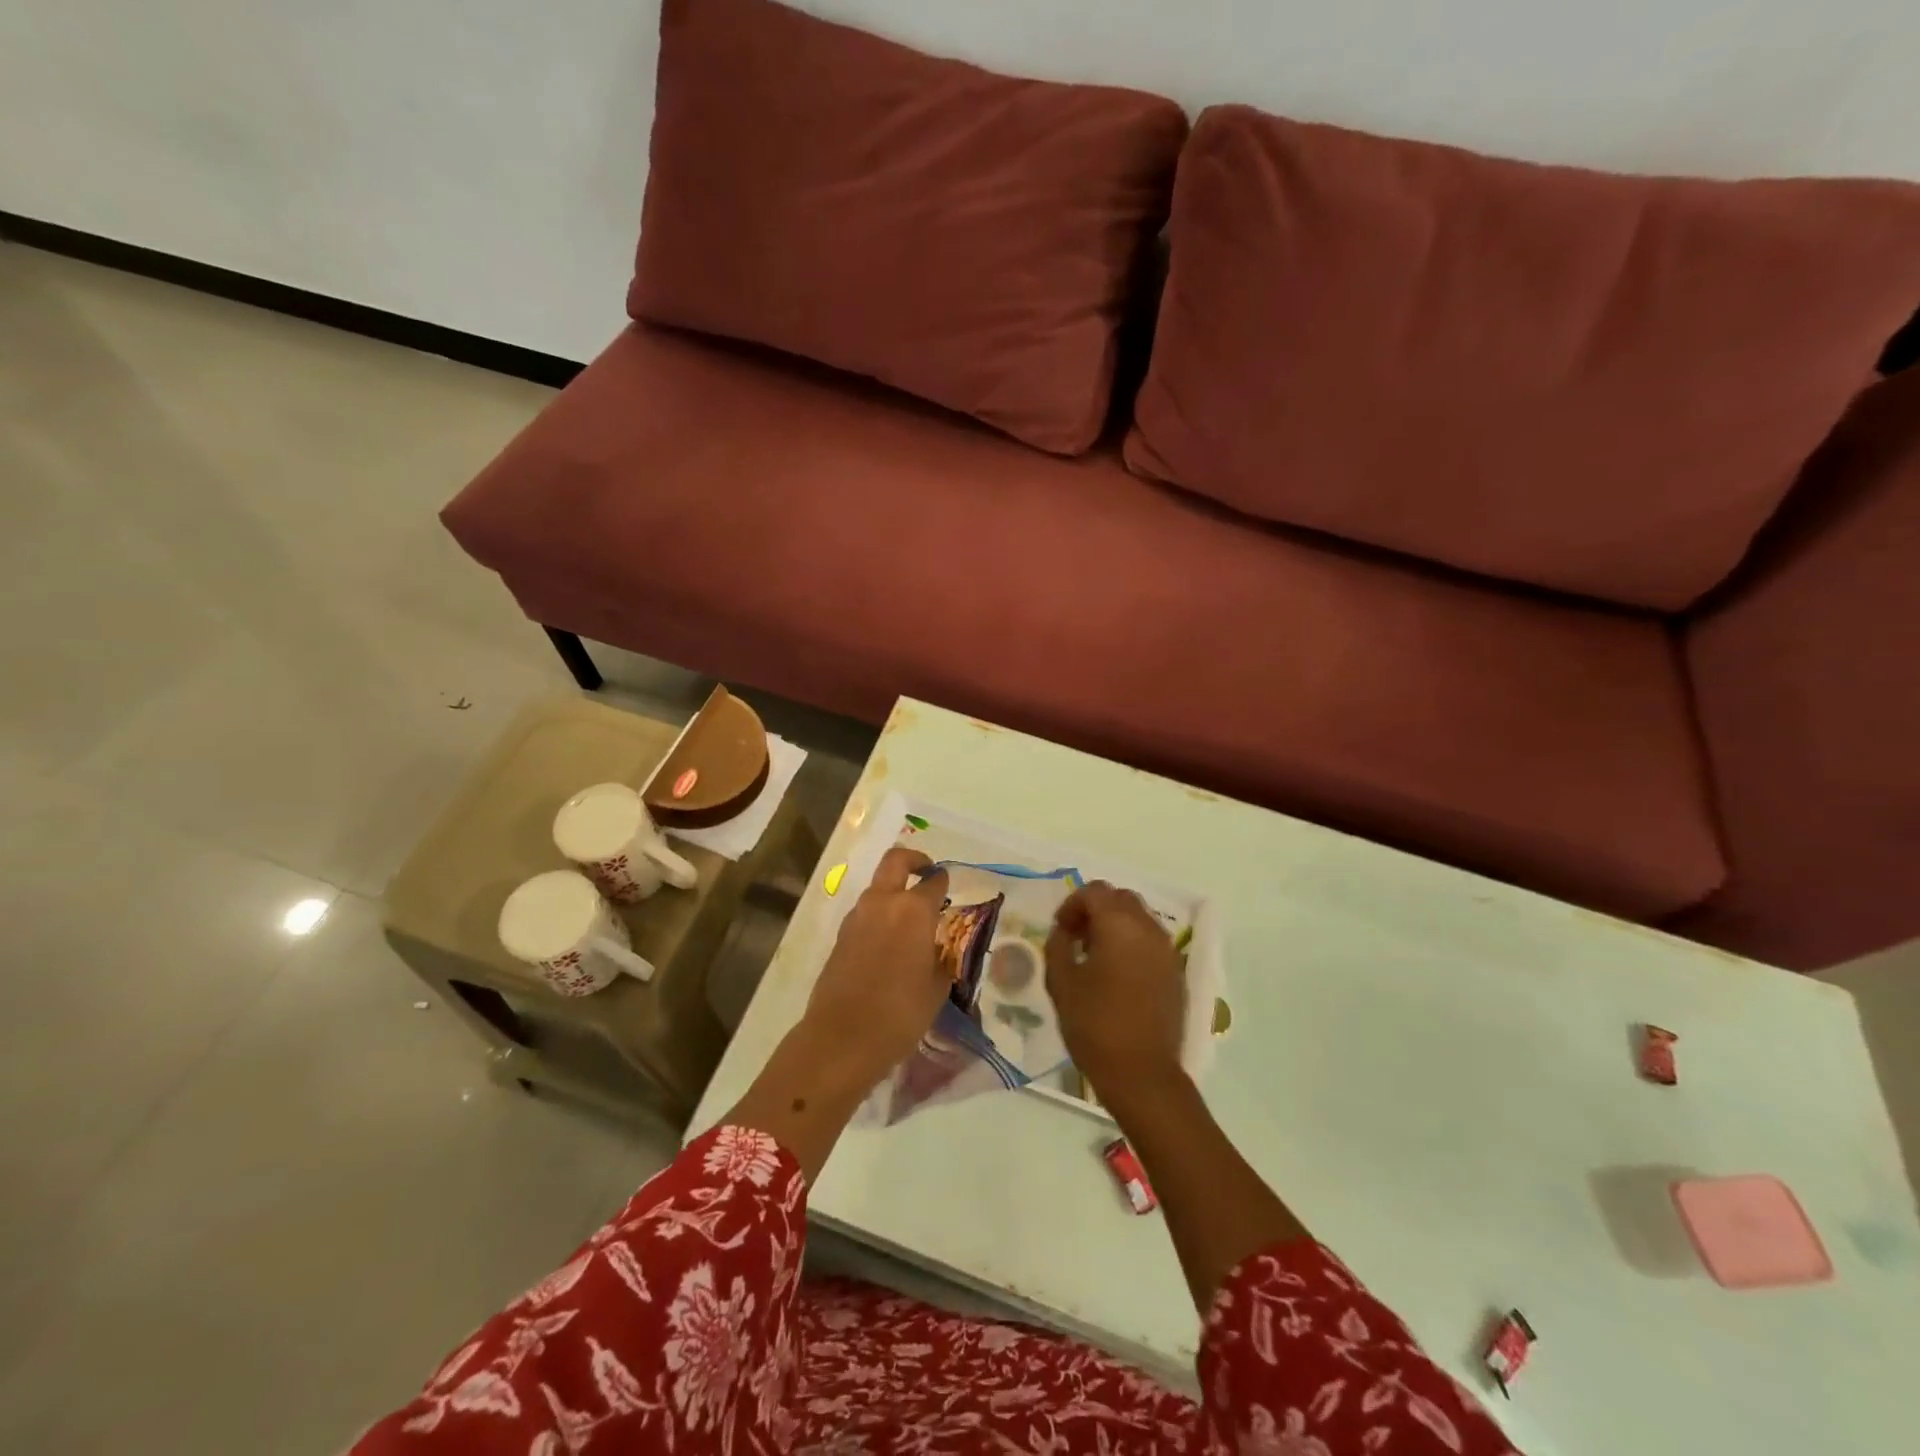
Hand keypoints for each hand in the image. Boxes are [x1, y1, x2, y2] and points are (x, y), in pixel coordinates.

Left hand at [802, 847, 950, 1088]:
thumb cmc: (900, 1013)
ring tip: (910, 920)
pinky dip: (879, 916)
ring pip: (877, 888)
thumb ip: (941, 958)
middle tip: (926, 871)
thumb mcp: (936, 987)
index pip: (933, 881)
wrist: (842, 1038)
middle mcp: (883, 903)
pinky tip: (889, 944)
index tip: (948, 886)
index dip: (943, 881)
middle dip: (914, 860)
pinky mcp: (840, 936)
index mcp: (913, 910)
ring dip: (893, 892)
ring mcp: (856, 917)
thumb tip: (938, 948)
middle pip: (896, 861)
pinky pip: (865, 913)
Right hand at [1045, 882, 1185, 1099]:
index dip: (1072, 904)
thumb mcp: (1061, 982)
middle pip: (1120, 898)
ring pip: (1139, 918)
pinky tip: (1117, 974)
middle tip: (1076, 936)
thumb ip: (1058, 945)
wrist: (1143, 1074)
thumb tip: (1065, 931)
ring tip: (1095, 956)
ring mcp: (1167, 950)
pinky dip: (1132, 944)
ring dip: (1115, 925)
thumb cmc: (1095, 1025)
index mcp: (1119, 925)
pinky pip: (1151, 942)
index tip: (1060, 929)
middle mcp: (1148, 929)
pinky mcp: (1176, 972)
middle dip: (1096, 909)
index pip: (1094, 891)